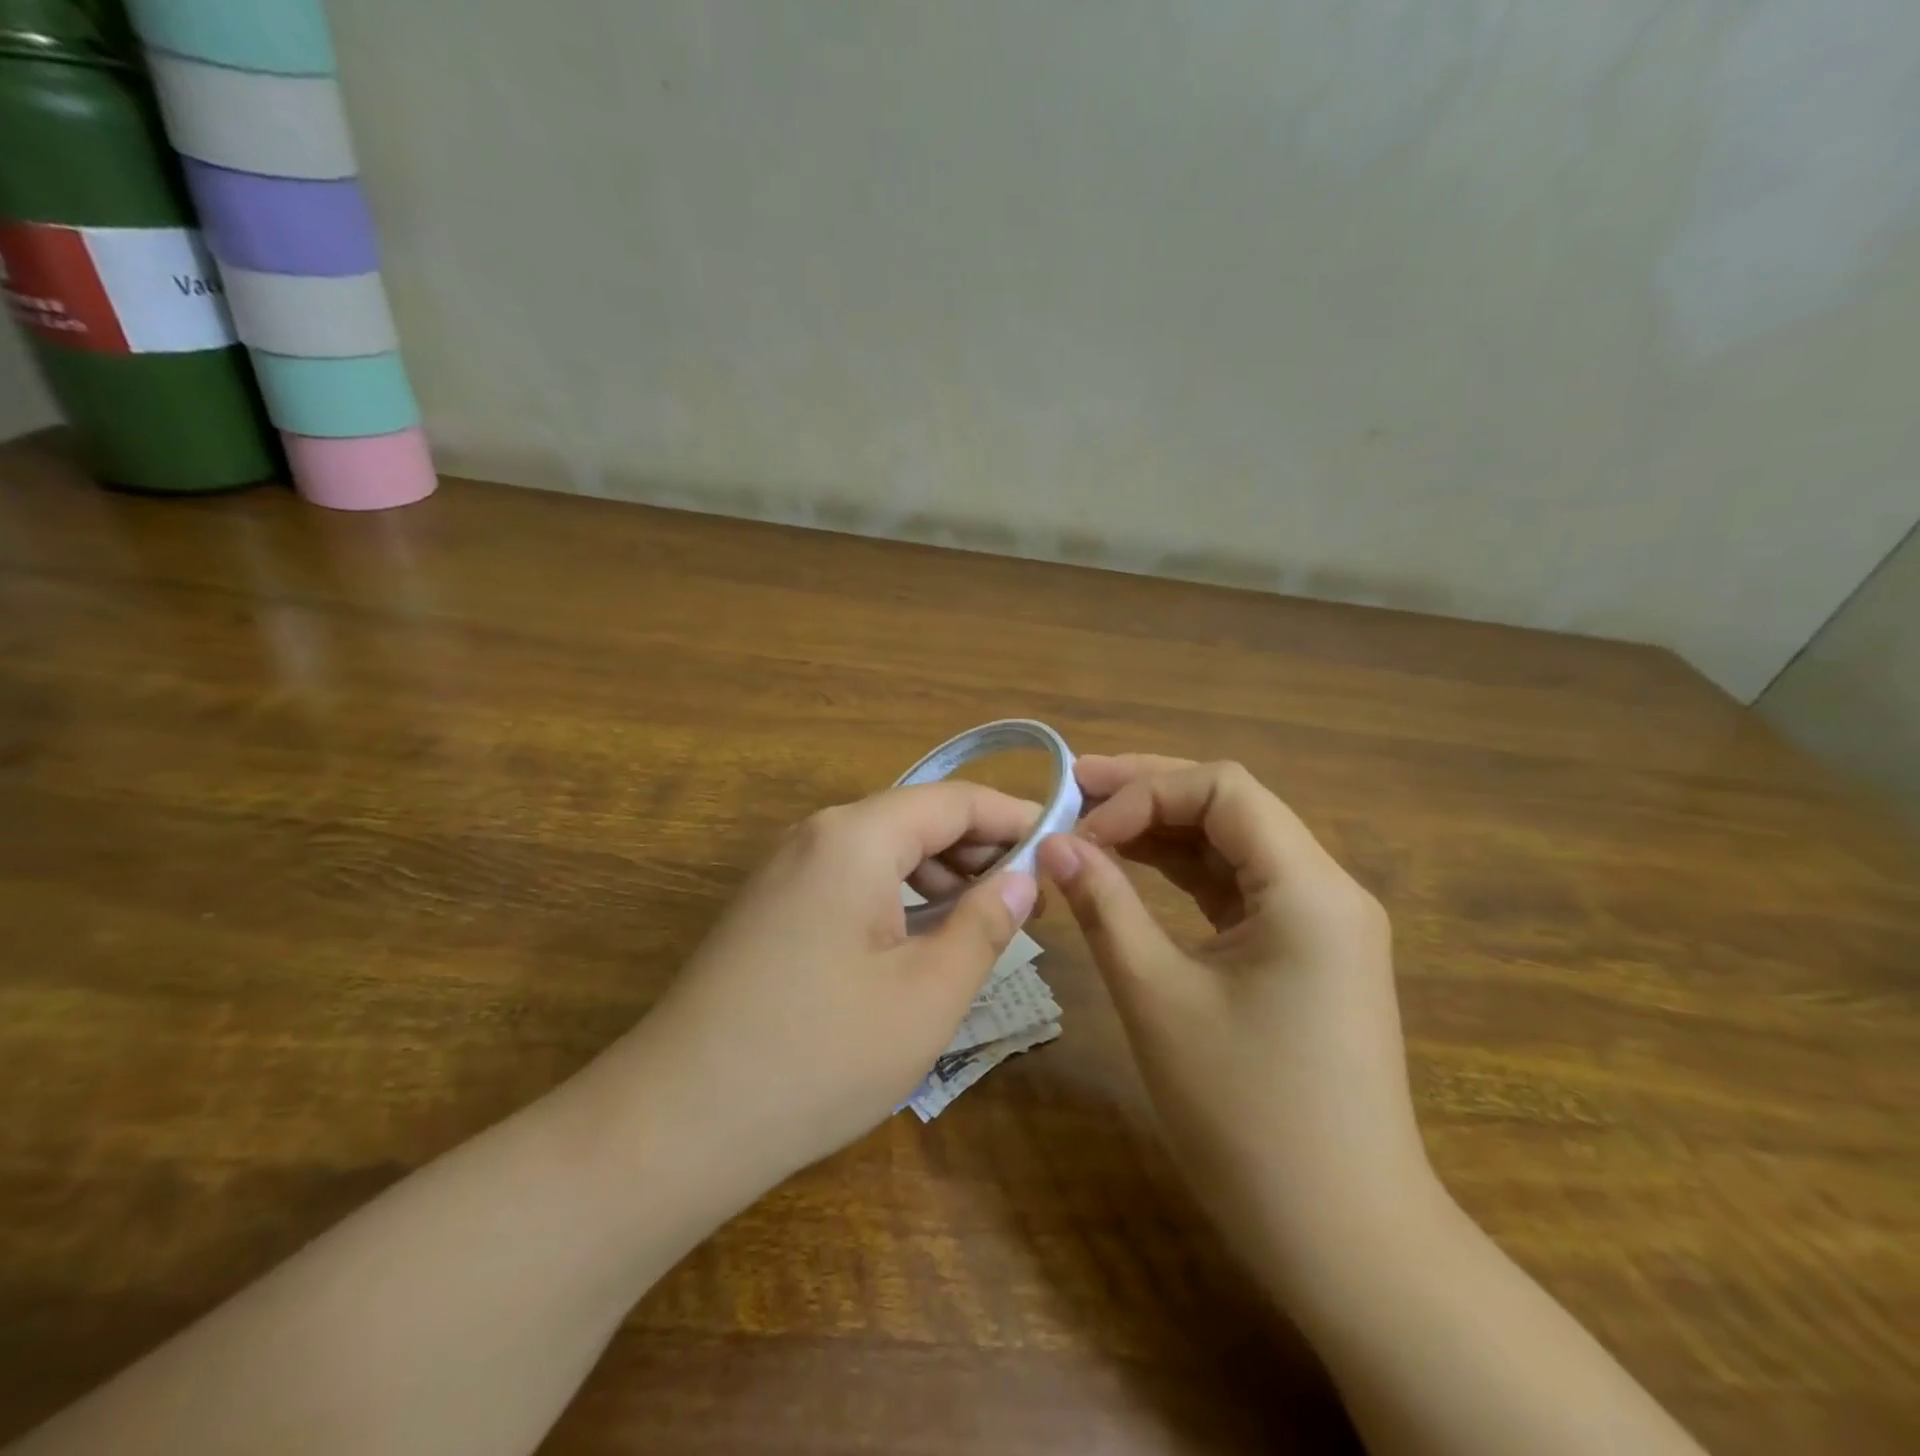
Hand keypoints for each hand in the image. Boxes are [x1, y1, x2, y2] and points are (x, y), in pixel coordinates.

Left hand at [632, 783, 1038, 1196]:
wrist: (675, 1122)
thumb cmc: (819, 1055)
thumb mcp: (927, 994)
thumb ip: (985, 924)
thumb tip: (1024, 877)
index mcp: (856, 837)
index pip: (954, 801)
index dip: (1014, 818)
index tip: (1062, 845)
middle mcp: (816, 835)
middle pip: (916, 818)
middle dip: (978, 848)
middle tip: (1032, 896)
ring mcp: (784, 870)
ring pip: (882, 850)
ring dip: (939, 874)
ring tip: (984, 921)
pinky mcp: (769, 907)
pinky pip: (850, 878)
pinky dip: (897, 895)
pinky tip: (919, 940)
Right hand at [1037, 755, 1434, 1286]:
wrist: (1344, 1239)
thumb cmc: (1247, 1117)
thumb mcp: (1158, 998)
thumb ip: (1105, 907)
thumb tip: (1054, 845)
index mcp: (1309, 889)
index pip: (1222, 789)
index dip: (1143, 792)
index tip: (1082, 832)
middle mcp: (1326, 889)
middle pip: (1230, 806)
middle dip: (1149, 792)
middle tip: (1074, 787)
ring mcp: (1320, 922)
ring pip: (1233, 845)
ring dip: (1162, 829)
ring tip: (1091, 823)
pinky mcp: (1305, 953)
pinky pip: (1239, 888)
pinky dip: (1183, 873)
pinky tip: (1133, 869)